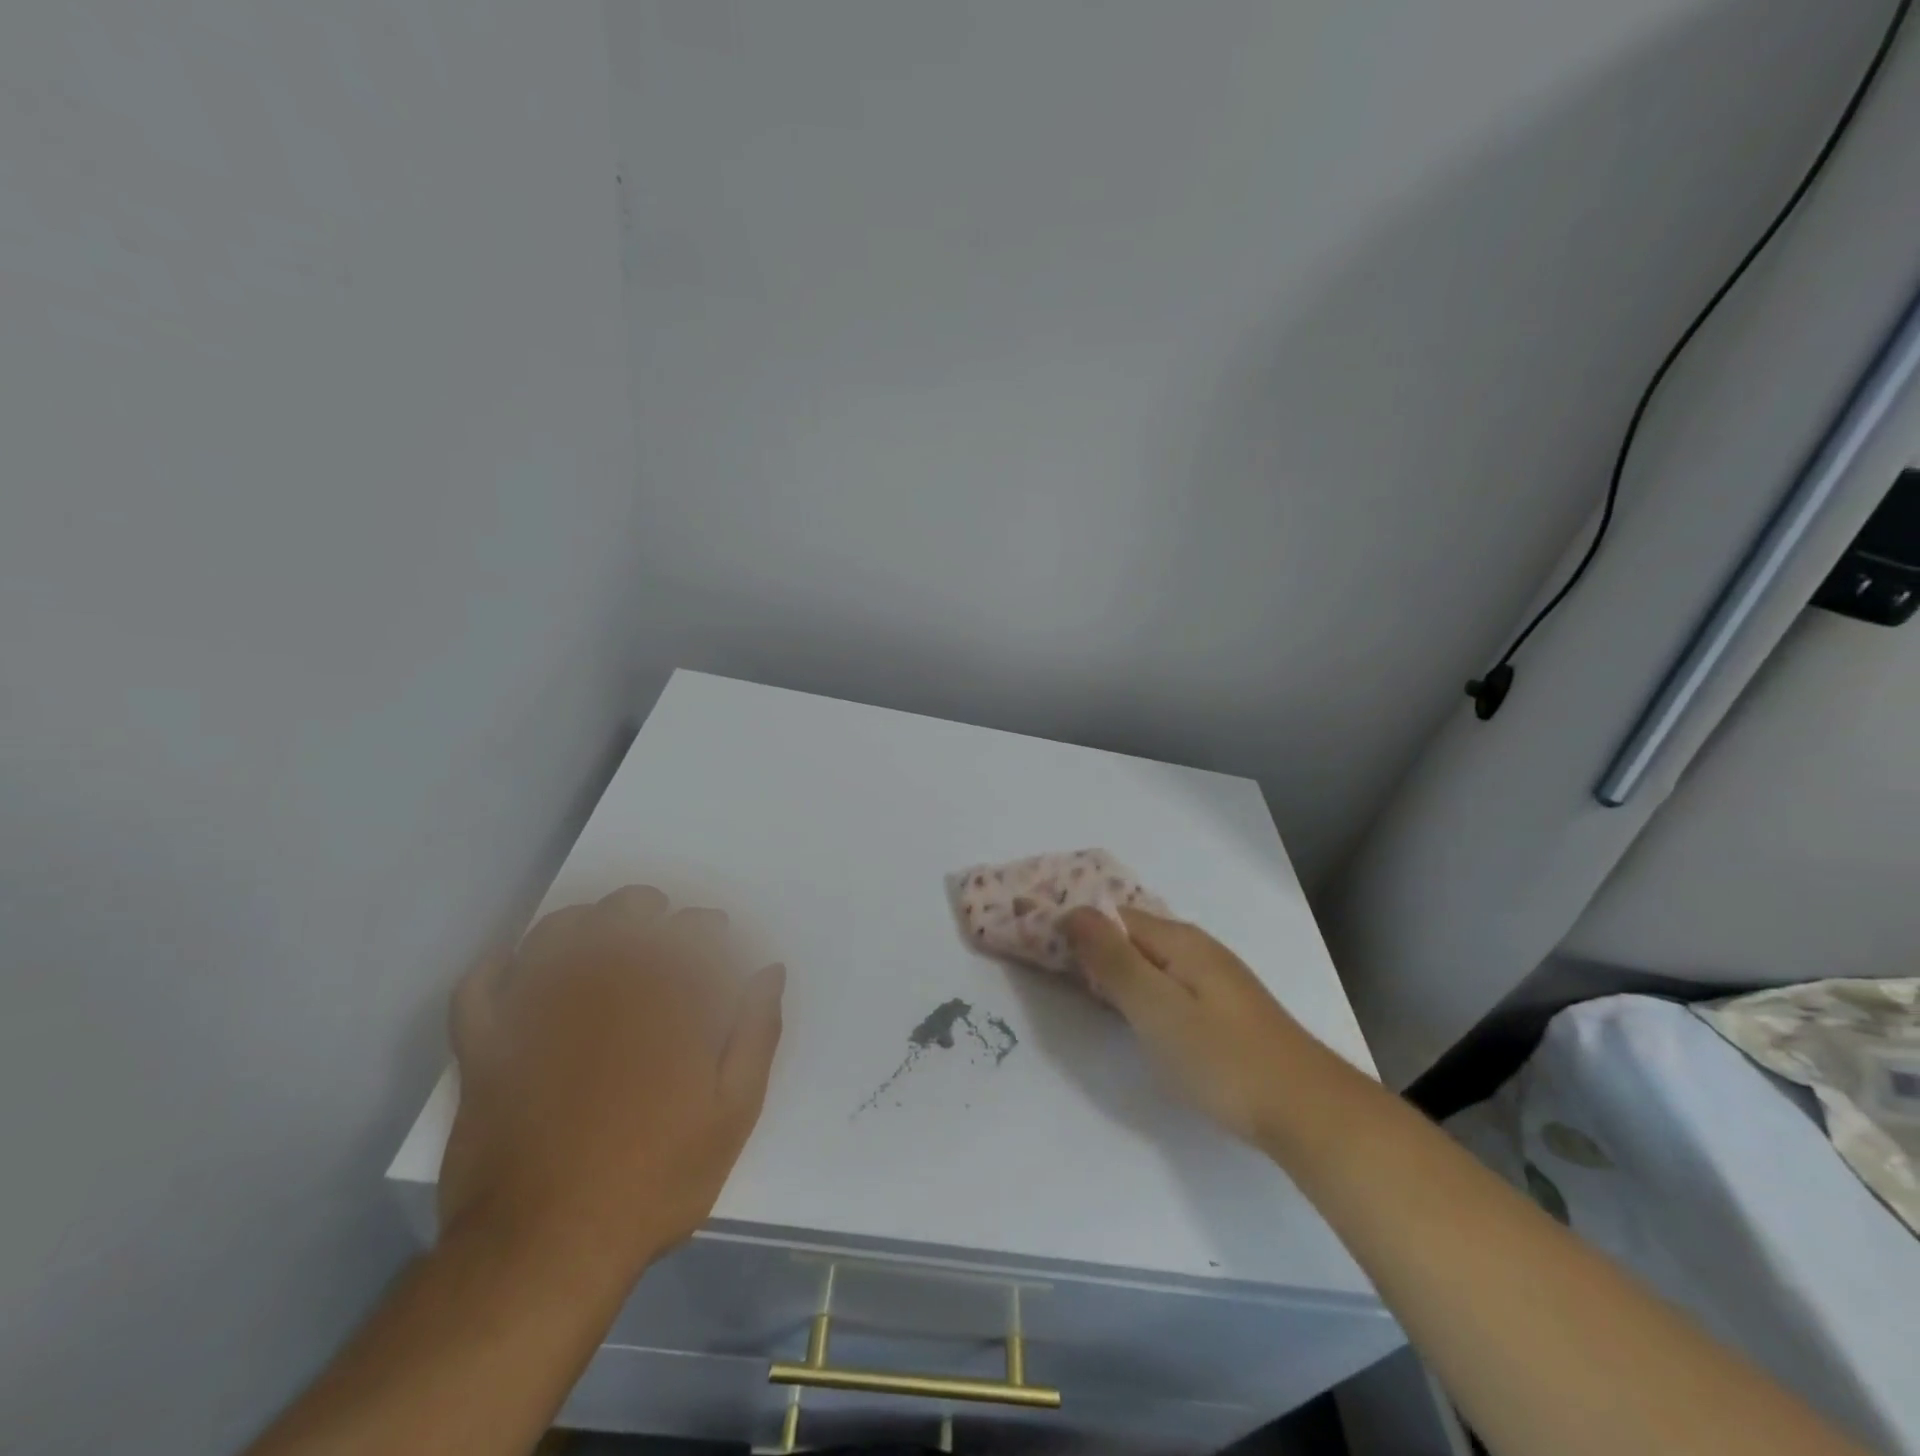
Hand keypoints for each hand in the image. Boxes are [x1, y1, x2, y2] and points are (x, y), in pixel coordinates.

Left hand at [439, 887, 784, 1282]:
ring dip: (580, 919)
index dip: (706, 925)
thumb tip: (769, 972)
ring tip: (596, 928)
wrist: (547, 1249)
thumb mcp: (732, 1113)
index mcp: (663, 1003)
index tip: (716, 932)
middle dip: (645, 906)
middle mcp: (602, 992)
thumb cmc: (654, 1178)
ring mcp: (538, 1017)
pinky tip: (512, 962)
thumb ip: (755, 1033)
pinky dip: (494, 967)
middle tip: (659, 916)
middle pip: (621, 917)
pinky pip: (479, 990)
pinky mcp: (488, 1051)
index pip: (689, 933)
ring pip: (555, 936)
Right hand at [1062, 908, 1312, 1143]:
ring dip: (1116, 969)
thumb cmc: (1223, 1060)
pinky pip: (1168, 983)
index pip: (1112, 916)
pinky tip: (1135, 1014)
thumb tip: (1073, 911)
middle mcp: (1197, 948)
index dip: (1076, 927)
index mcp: (1179, 941)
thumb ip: (1113, 960)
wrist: (1309, 1112)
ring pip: (1150, 961)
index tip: (1039, 948)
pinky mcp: (1224, 1010)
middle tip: (1052, 973)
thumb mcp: (1156, 1009)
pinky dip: (1141, 990)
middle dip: (1093, 947)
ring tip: (1083, 992)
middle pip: (1131, 935)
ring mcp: (1215, 979)